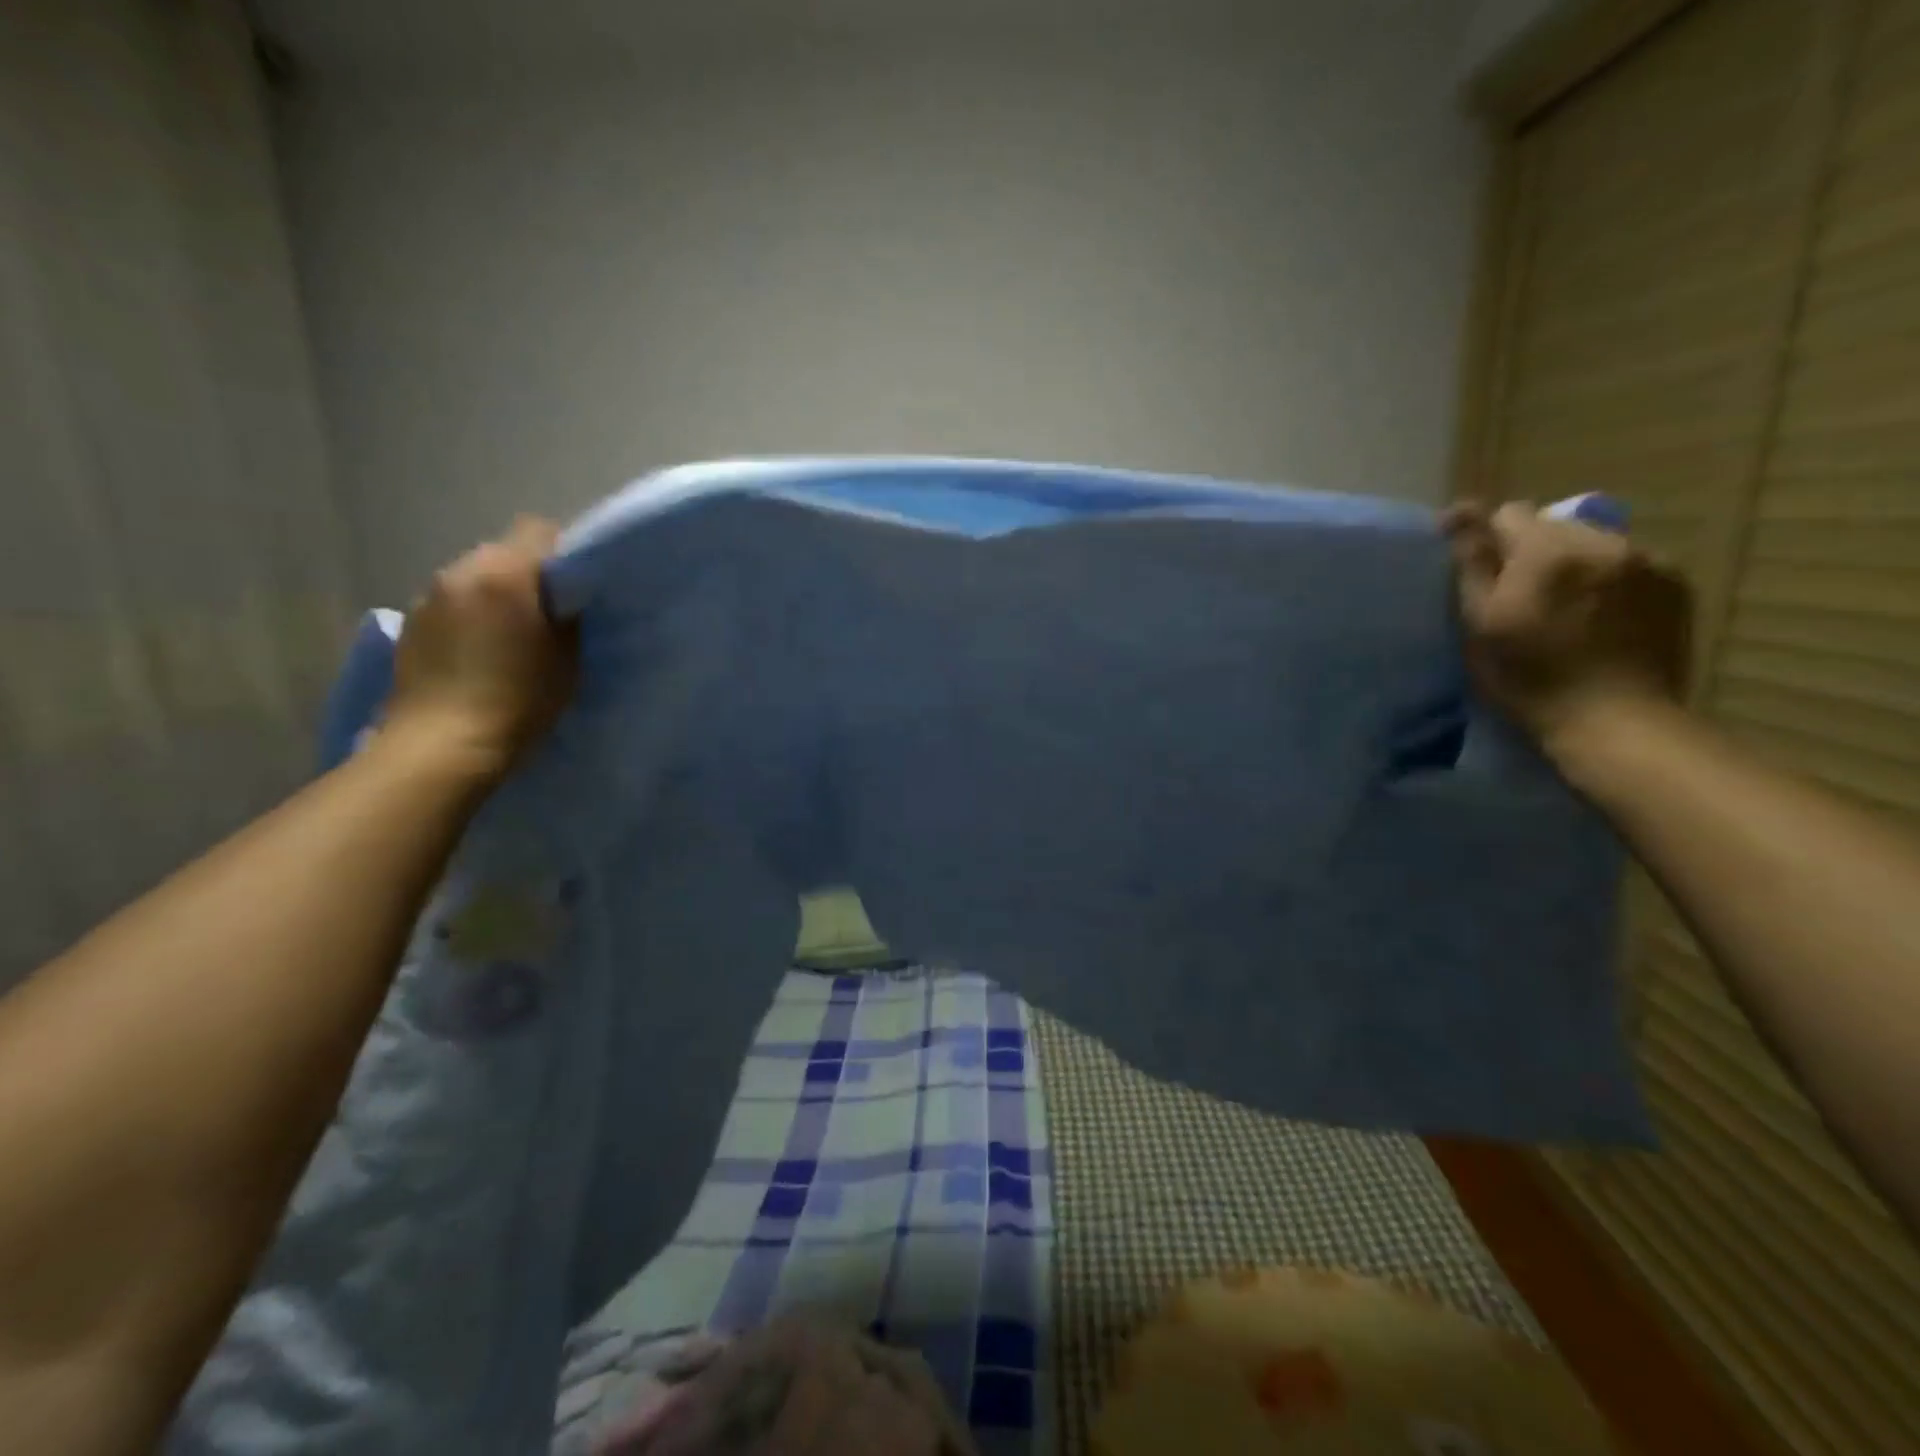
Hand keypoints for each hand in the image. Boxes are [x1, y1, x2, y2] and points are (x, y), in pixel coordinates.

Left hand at [384, 517, 578, 778]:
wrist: (444, 745)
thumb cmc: (520, 699)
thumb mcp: (567, 657)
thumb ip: (566, 614)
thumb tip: (563, 596)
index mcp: (504, 573)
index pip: (539, 531)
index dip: (563, 552)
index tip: (577, 586)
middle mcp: (460, 571)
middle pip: (504, 553)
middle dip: (527, 576)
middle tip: (548, 614)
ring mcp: (428, 596)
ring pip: (474, 578)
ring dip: (495, 596)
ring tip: (510, 637)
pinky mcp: (410, 625)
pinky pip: (451, 604)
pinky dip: (469, 617)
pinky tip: (478, 654)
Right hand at [1442, 501, 1692, 763]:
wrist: (1615, 721)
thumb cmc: (1529, 677)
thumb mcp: (1481, 623)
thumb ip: (1473, 562)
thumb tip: (1459, 511)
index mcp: (1547, 550)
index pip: (1508, 514)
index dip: (1487, 539)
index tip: (1479, 570)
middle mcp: (1602, 541)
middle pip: (1554, 526)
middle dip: (1533, 552)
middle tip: (1521, 597)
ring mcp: (1648, 560)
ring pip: (1593, 544)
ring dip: (1573, 565)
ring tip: (1564, 608)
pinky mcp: (1676, 584)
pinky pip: (1629, 565)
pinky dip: (1609, 581)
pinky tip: (1600, 618)